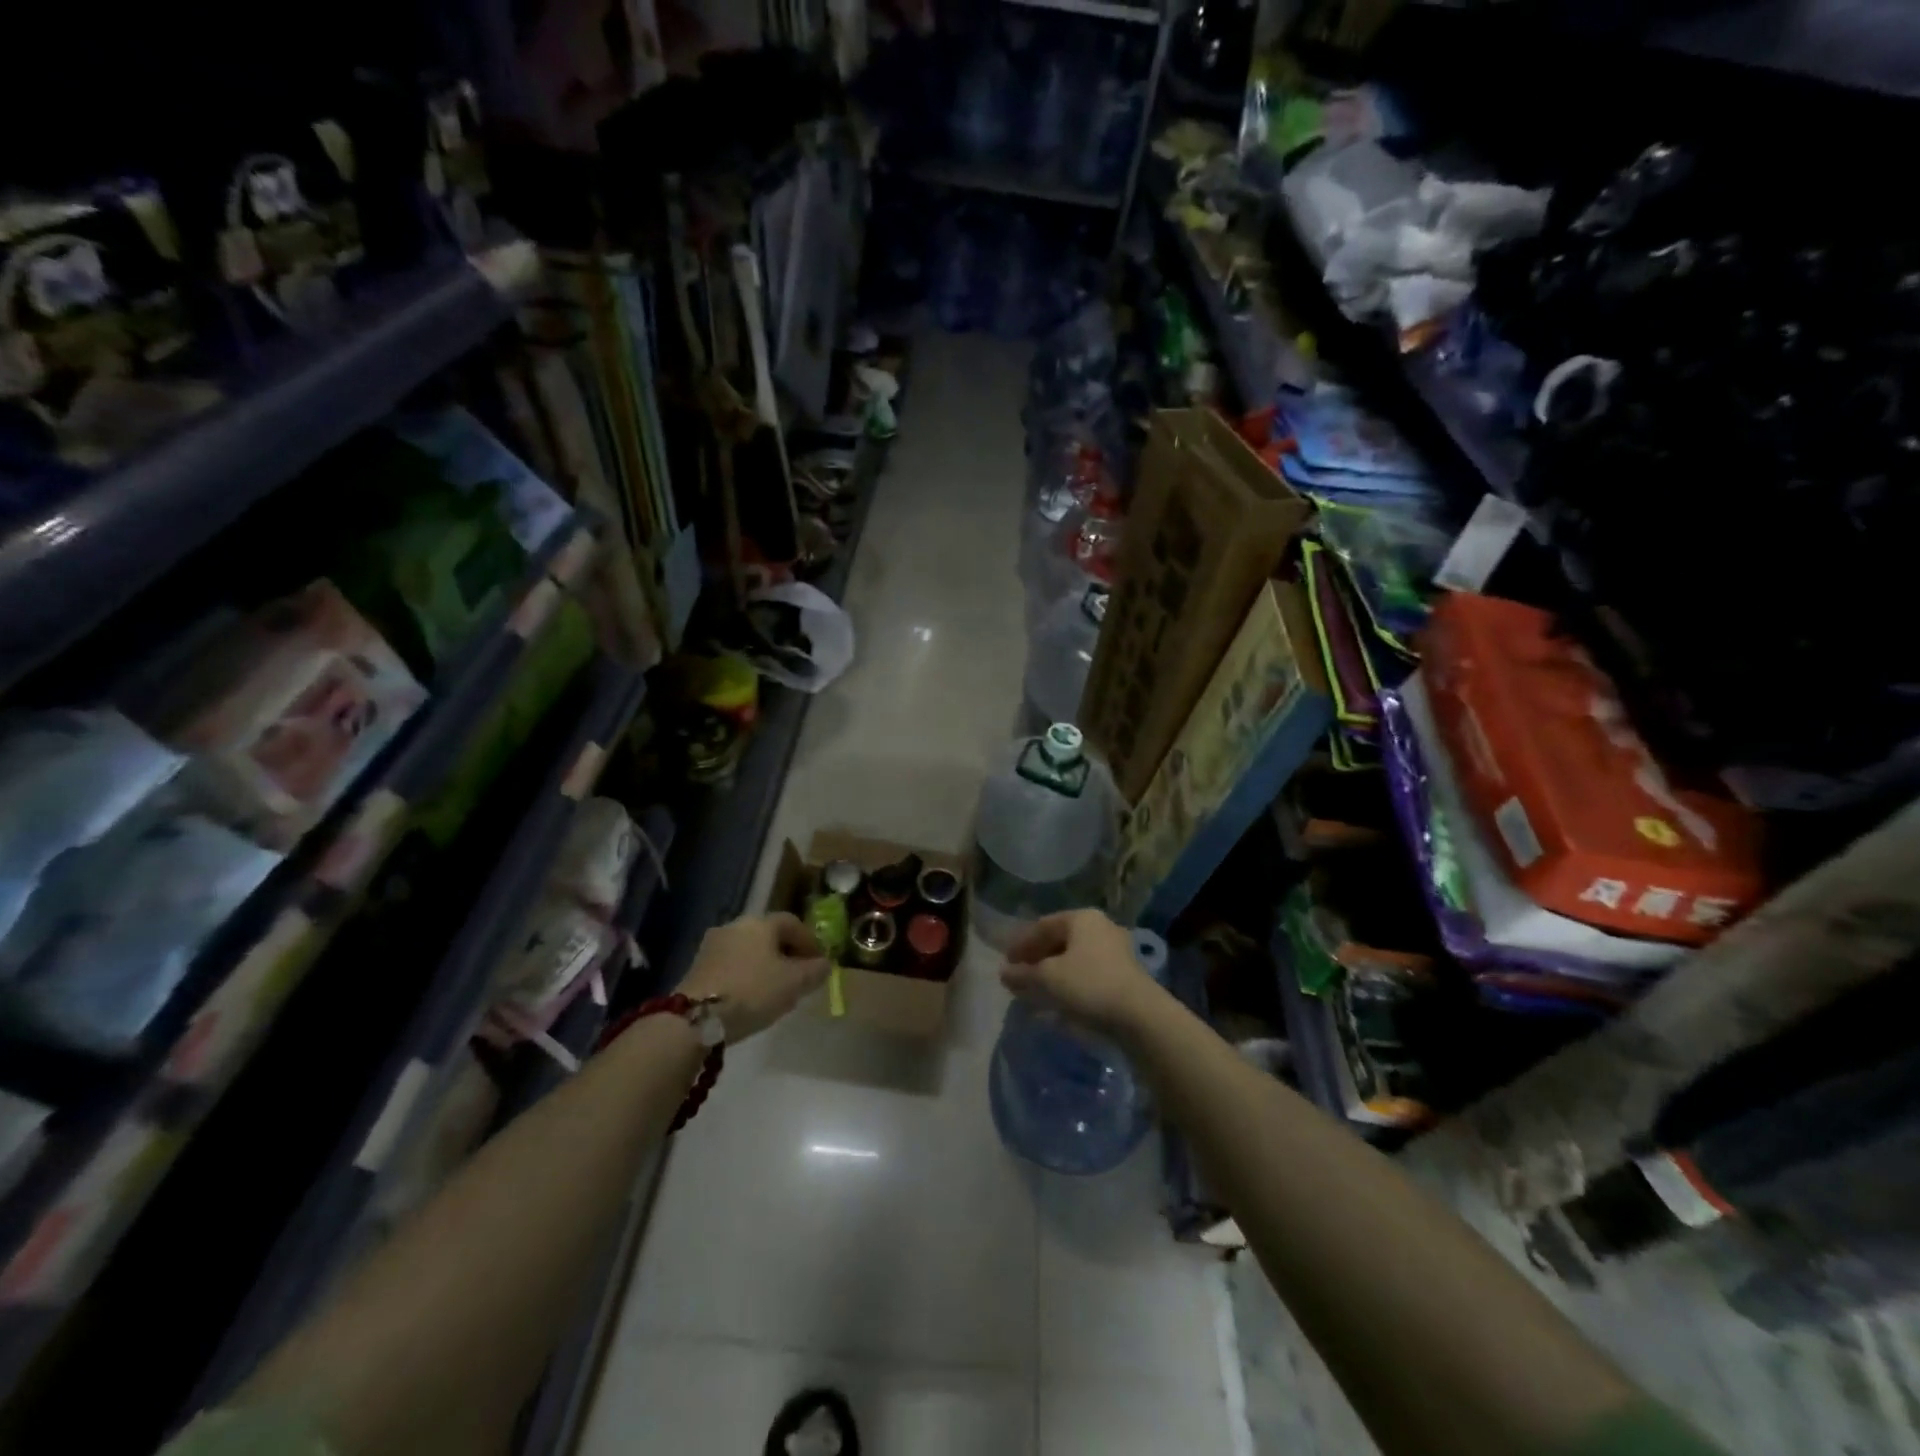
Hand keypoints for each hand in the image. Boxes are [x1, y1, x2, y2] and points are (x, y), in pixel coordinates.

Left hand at [680, 913, 829, 1042]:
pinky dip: (745, 975)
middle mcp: (735, 925)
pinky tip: (749, 996)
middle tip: (798, 976)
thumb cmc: (753, 991)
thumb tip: (824, 964)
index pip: (793, 923)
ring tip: (774, 989)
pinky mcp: (697, 966)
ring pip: (748, 950)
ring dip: (764, 964)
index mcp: (761, 922)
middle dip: (786, 953)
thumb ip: (815, 971)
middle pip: (769, 935)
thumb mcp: (795, 983)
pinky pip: (731, 964)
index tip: (819, 963)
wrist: (695, 1017)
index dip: (810, 941)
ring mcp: (712, 945)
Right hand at [1000, 909, 1169, 1040]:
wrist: (1140, 1016)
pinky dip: (1069, 984)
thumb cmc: (1089, 985)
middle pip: (1060, 941)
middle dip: (1037, 959)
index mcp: (1082, 918)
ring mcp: (1115, 951)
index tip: (1006, 962)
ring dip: (1052, 974)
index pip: (1043, 925)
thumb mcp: (1047, 978)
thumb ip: (1023, 974)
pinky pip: (1087, 974)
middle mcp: (1100, 928)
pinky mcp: (1123, 975)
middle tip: (1019, 976)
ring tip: (1035, 991)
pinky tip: (1058, 1003)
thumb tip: (1004, 973)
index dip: (1021, 943)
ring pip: (1073, 959)